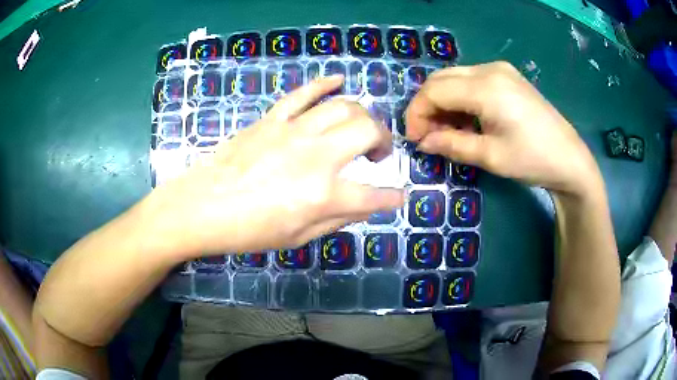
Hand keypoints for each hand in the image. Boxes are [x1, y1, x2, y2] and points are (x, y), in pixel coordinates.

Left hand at [146, 76, 403, 257]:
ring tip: (361, 127)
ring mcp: (294, 131)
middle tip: (379, 153)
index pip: (373, 195)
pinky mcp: (273, 119)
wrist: (202, 207)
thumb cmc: (248, 231)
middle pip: (368, 131)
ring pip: (343, 106)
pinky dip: (325, 83)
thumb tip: (364, 205)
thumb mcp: (297, 237)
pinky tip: (339, 80)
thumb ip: (336, 219)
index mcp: (323, 195)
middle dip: (384, 140)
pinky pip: (304, 92)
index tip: (398, 197)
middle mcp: (316, 156)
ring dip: (362, 115)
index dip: (391, 198)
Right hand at [406, 62, 601, 196]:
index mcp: (486, 87)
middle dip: (427, 106)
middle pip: (441, 79)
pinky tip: (465, 120)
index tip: (415, 139)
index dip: (417, 113)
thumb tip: (423, 142)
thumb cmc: (533, 160)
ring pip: (455, 78)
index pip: (434, 90)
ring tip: (446, 131)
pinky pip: (472, 82)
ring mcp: (500, 71)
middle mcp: (490, 69)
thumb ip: (452, 145)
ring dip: (443, 103)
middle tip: (428, 135)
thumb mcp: (491, 156)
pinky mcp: (507, 77)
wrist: (570, 158)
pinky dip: (460, 99)